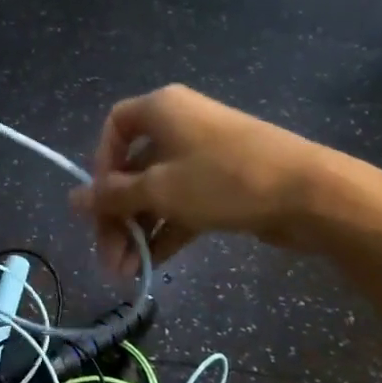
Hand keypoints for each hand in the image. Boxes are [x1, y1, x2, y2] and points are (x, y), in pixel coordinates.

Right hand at [70, 84, 373, 274]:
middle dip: (118, 214)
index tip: (99, 202)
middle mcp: (179, 124)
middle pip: (133, 166)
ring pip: (157, 189)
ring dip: (139, 229)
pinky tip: (150, 266)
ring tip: (125, 273)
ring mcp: (203, 154)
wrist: (308, 193)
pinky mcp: (223, 182)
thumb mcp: (160, 190)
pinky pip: (182, 202)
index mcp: (161, 109)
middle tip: (108, 257)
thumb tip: (73, 199)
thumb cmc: (222, 179)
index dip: (100, 164)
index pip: (114, 127)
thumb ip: (114, 196)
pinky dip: (166, 230)